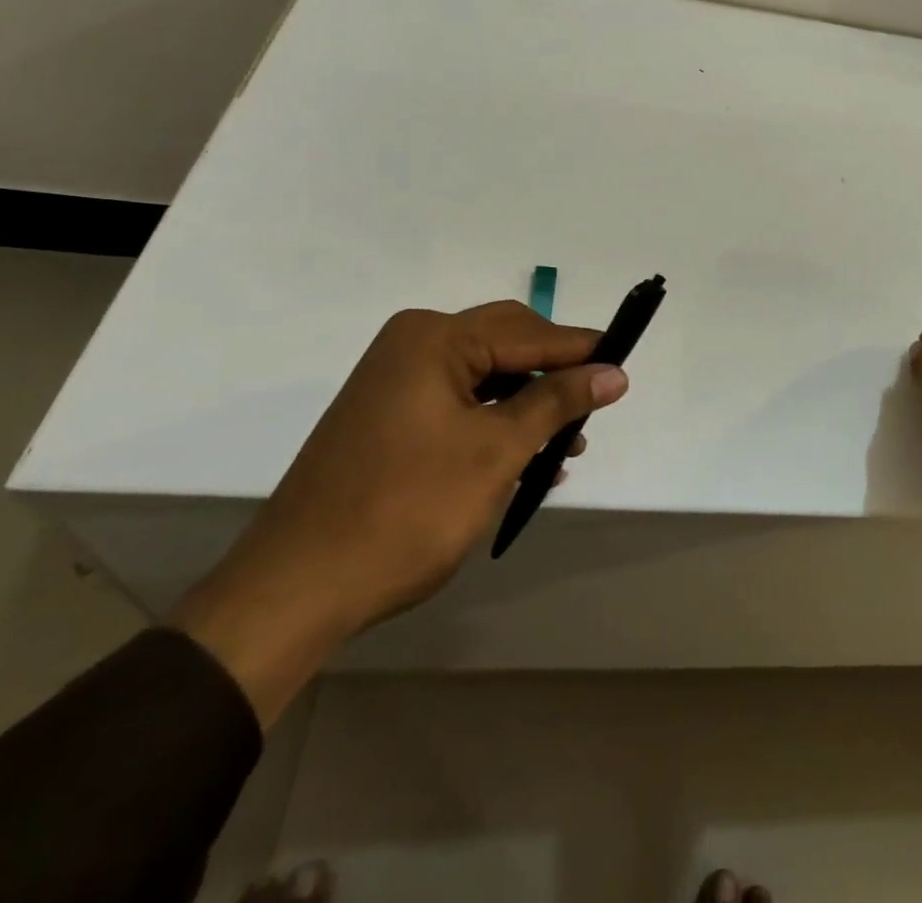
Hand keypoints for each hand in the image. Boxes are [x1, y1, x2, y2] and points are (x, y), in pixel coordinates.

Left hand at [173, 302, 628, 721]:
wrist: (296, 590)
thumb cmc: (406, 510)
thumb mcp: (495, 451)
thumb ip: (557, 401)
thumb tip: (615, 372)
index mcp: (434, 338)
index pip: (528, 332)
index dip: (581, 350)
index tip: (625, 364)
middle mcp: (412, 346)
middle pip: (506, 346)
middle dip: (553, 377)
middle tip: (596, 406)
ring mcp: (395, 382)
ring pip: (485, 378)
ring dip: (528, 406)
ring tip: (568, 444)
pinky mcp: (389, 417)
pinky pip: (460, 404)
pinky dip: (496, 424)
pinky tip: (528, 459)